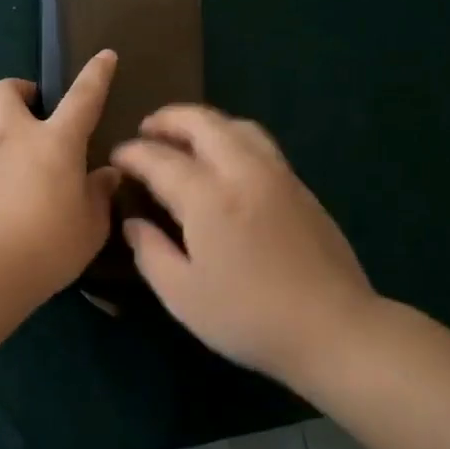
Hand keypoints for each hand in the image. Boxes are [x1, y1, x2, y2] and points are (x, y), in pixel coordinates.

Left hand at [0, 52, 122, 298]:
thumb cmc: (48, 246)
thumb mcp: (90, 226)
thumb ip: (99, 195)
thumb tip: (106, 175)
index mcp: (55, 142)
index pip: (82, 98)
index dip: (96, 75)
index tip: (104, 56)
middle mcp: (12, 138)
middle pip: (5, 90)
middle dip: (20, 89)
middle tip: (35, 109)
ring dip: (2, 131)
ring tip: (19, 162)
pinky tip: (0, 199)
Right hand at [111, 105, 382, 389]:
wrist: (333, 329)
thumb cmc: (247, 317)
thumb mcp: (182, 294)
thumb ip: (150, 252)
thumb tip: (133, 222)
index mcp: (208, 198)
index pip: (160, 159)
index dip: (132, 153)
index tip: (116, 157)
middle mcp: (243, 172)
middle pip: (203, 123)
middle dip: (169, 119)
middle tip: (146, 130)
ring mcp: (278, 176)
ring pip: (238, 126)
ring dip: (204, 123)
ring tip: (184, 138)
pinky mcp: (301, 188)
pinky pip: (260, 144)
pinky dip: (231, 138)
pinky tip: (223, 162)